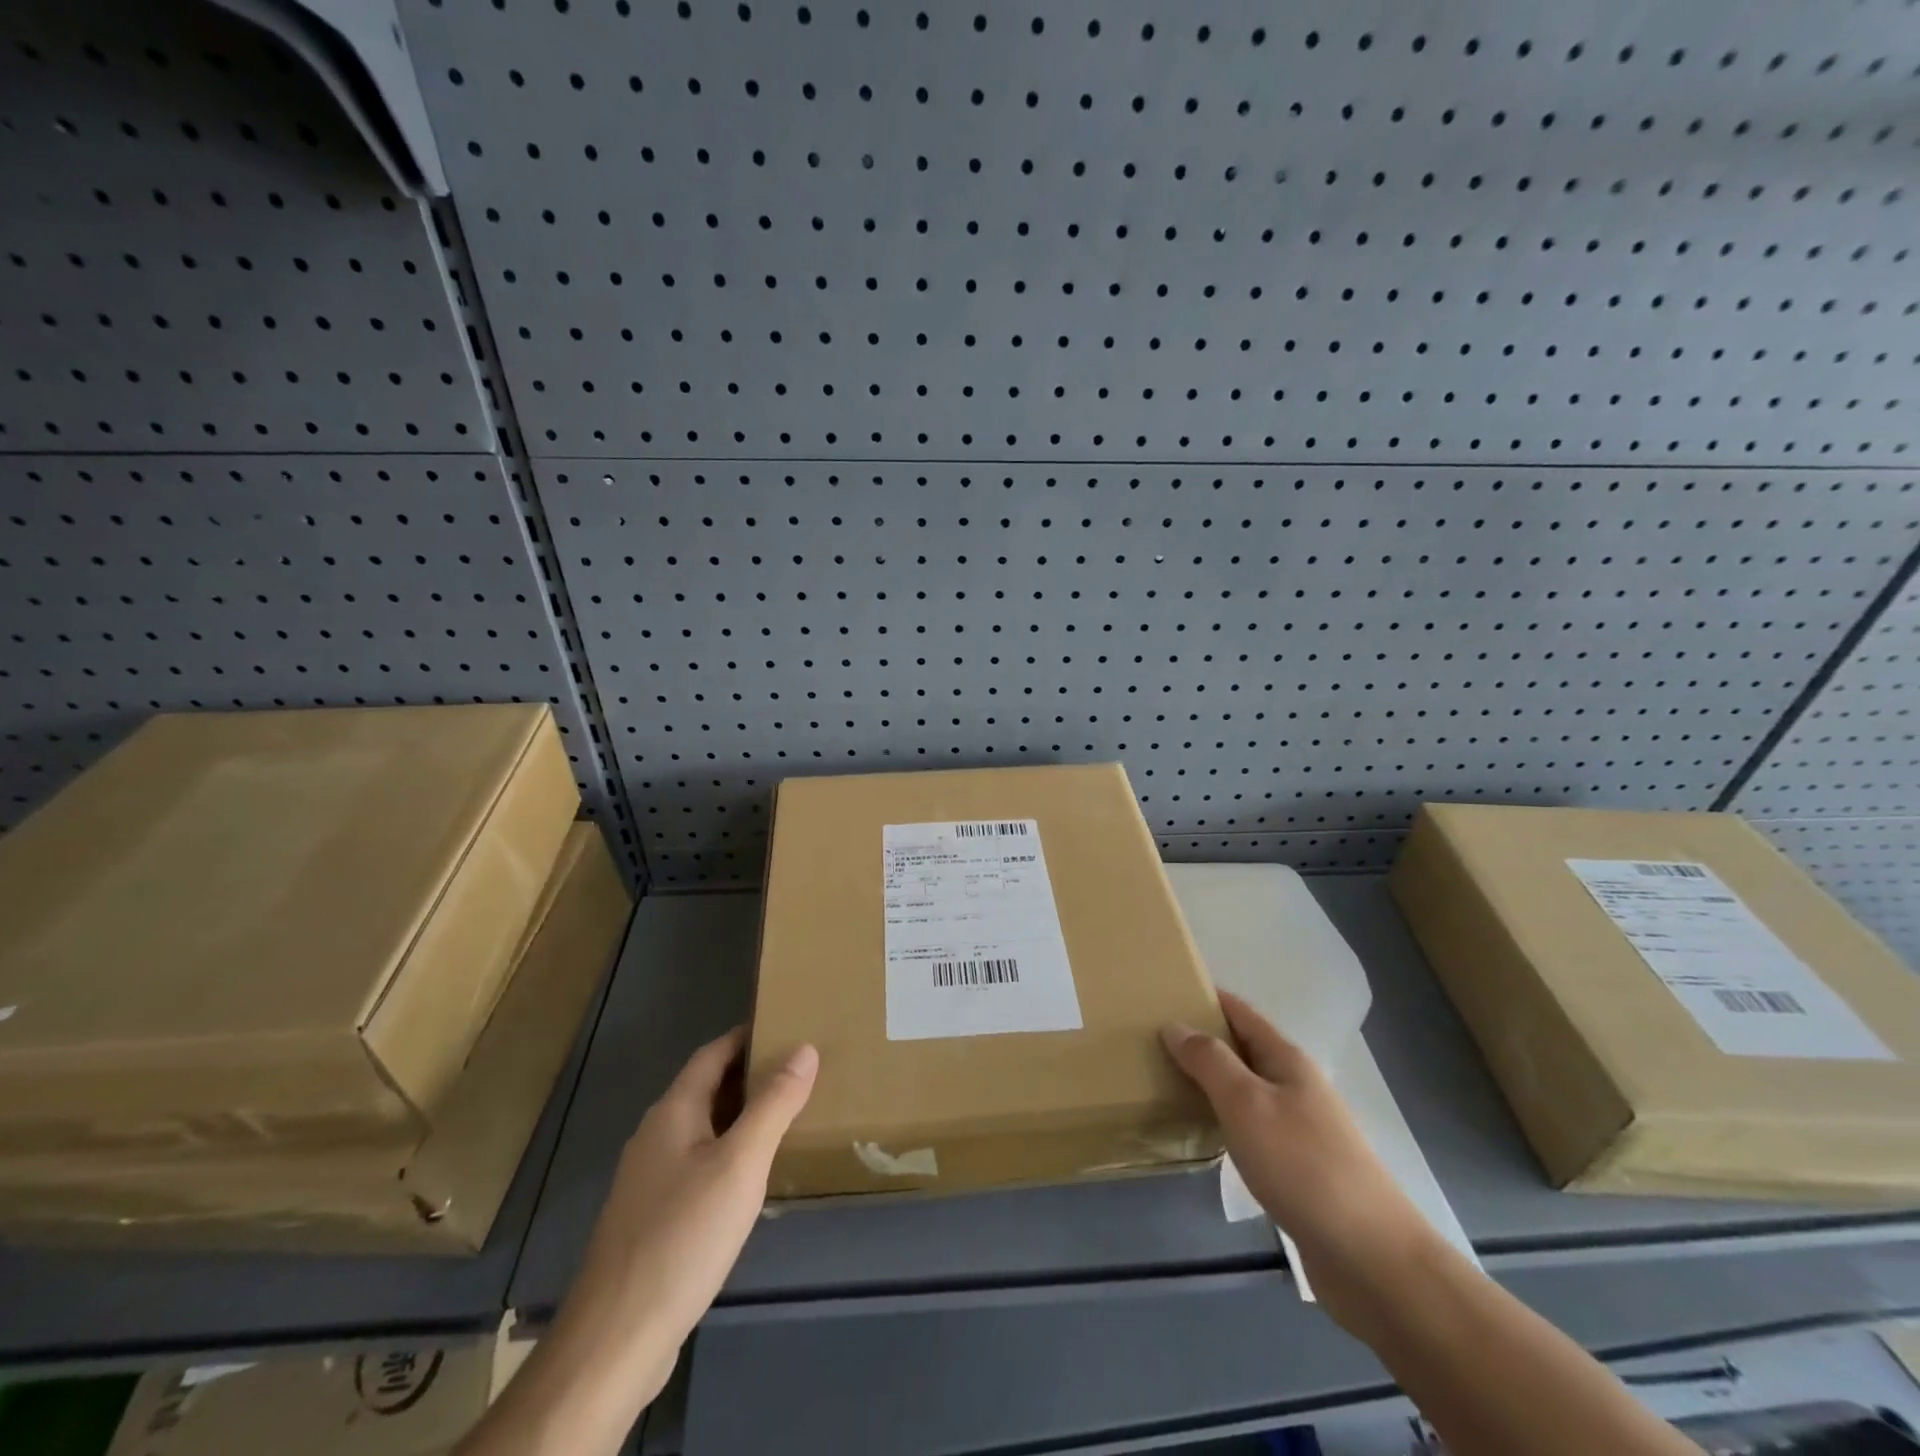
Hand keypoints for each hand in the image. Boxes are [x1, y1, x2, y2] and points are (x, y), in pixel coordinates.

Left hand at [561, 1027, 817, 1398]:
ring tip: (786, 1117)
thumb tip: (805, 1048)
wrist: (615, 1339)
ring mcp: (648, 1181)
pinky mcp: (651, 1219)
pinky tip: (750, 1179)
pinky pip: (696, 1165)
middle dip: (749, 1076)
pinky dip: (727, 1154)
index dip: (747, 1036)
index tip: (786, 1026)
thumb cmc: (684, 1236)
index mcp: (672, 1112)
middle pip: (706, 1089)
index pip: (712, 1054)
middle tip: (799, 1071)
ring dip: (740, 1117)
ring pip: (701, 1130)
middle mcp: (655, 1136)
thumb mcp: (741, 1163)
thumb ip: (774, 1104)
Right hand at [1161, 992, 1433, 1315]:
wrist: (1371, 1258)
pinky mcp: (1300, 1168)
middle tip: (1152, 1039)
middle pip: (1243, 1049)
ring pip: (1247, 1090)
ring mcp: (1301, 1128)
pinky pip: (1252, 1127)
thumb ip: (1208, 1061)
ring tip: (1167, 1081)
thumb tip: (1174, 1025)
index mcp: (1286, 1060)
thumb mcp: (1246, 1103)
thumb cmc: (1303, 1165)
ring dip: (1212, 1082)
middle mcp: (1296, 1086)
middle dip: (1203, 1040)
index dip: (1206, 998)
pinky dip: (1225, 1120)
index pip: (1240, 1012)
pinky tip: (1204, 1134)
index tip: (1166, 991)